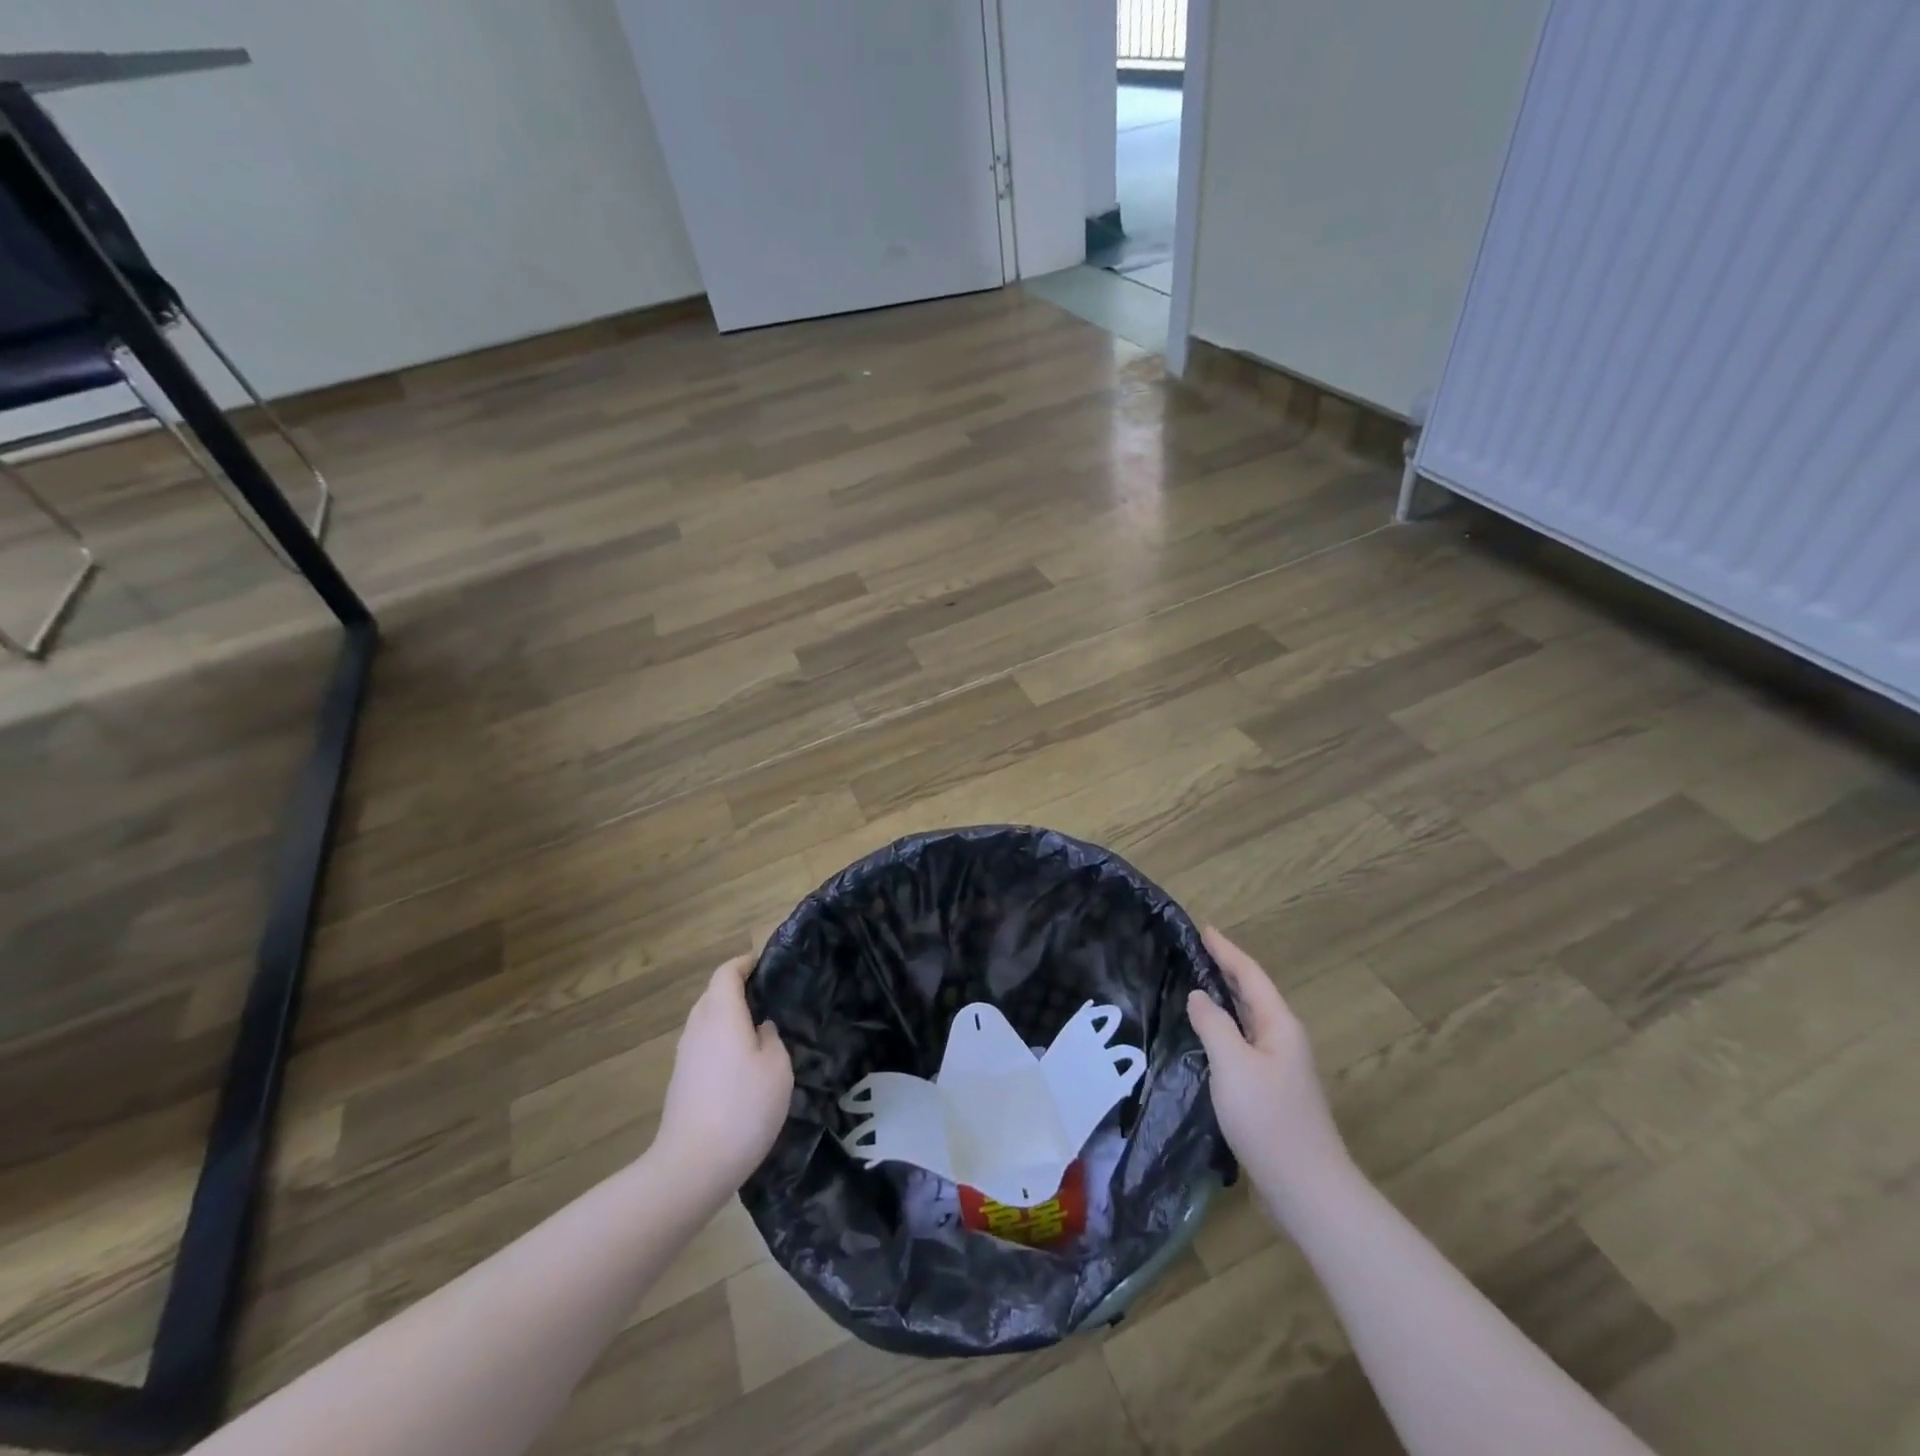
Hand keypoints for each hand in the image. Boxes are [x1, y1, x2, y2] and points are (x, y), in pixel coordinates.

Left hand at [654, 955, 793, 1195]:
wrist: (693, 1166)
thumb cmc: (744, 1107)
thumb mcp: (777, 1067)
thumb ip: (772, 1038)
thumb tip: (761, 1029)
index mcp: (721, 1014)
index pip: (726, 973)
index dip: (745, 963)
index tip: (766, 965)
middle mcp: (697, 1027)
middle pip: (713, 995)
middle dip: (737, 990)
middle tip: (769, 998)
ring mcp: (684, 1056)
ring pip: (707, 1022)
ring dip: (729, 1018)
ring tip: (759, 1031)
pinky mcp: (681, 1082)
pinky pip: (703, 1046)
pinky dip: (721, 1043)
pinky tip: (742, 1065)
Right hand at [1187, 927, 1353, 1223]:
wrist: (1306, 1188)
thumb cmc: (1268, 1118)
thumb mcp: (1232, 1064)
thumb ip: (1213, 1024)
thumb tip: (1199, 996)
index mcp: (1279, 1025)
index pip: (1250, 975)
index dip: (1226, 950)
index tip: (1203, 929)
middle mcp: (1283, 1040)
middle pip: (1252, 994)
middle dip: (1225, 970)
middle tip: (1194, 952)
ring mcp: (1280, 1068)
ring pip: (1248, 1021)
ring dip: (1225, 1001)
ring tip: (1194, 986)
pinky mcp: (1272, 1092)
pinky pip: (1244, 1045)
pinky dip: (1225, 1030)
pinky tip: (1206, 1038)